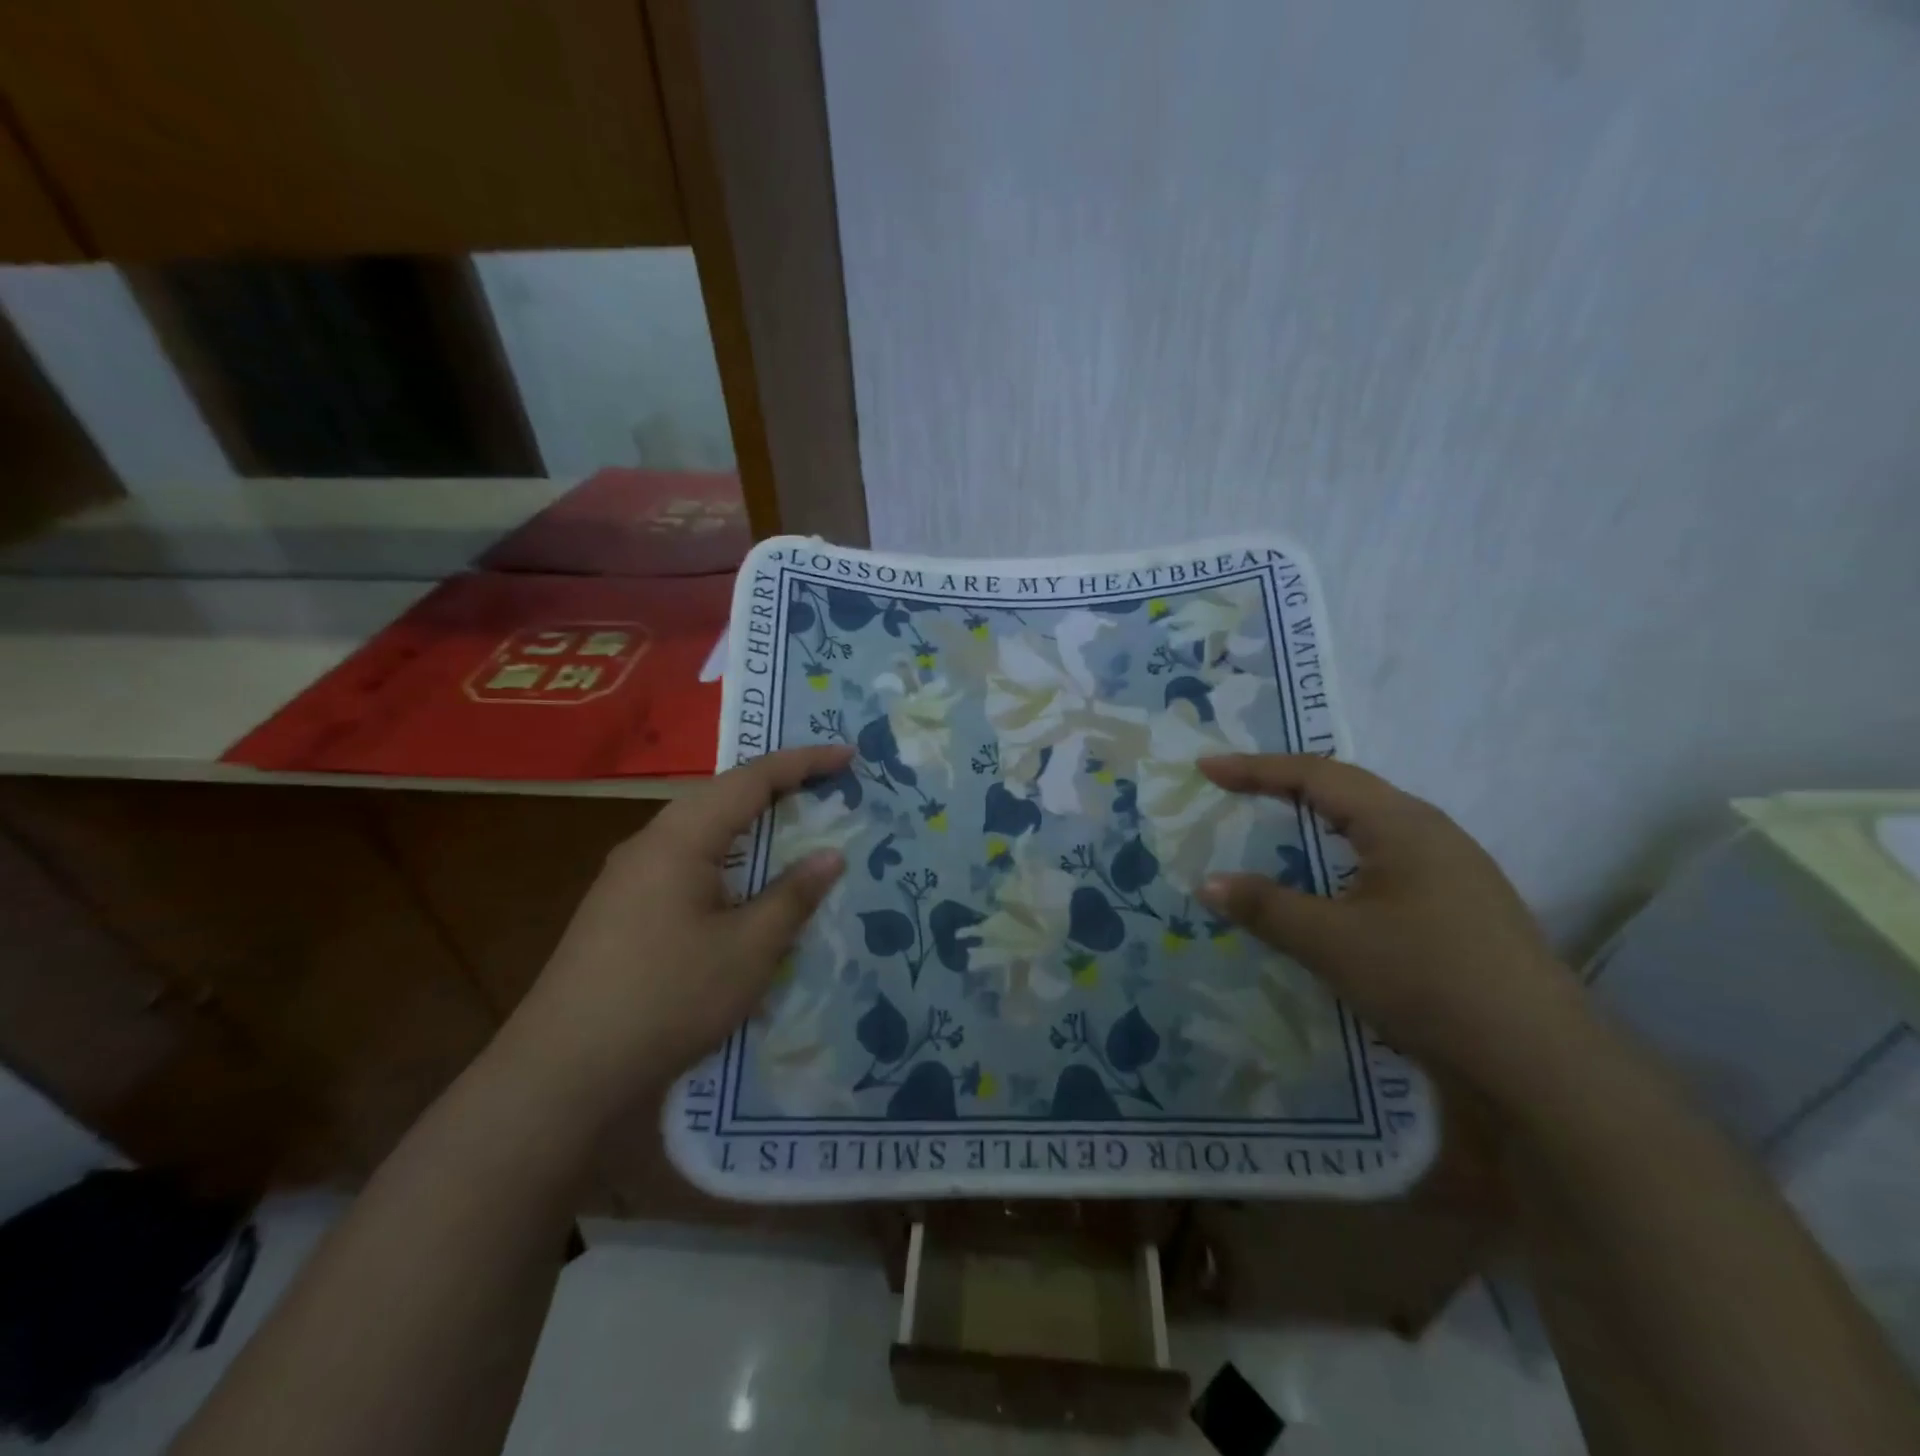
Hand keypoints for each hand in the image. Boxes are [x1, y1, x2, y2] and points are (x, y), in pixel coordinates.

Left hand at [499, 745, 852, 1123]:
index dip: (804, 762)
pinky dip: (728, 856)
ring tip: (794, 826)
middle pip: (722, 795)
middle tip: (827, 786)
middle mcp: (650, 843)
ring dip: (750, 822)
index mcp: (680, 838)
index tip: (847, 754)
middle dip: (777, 785)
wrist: (562, 1073)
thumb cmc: (667, 999)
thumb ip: (792, 896)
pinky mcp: (622, 908)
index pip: (751, 779)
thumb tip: (830, 855)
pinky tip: (743, 884)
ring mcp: (628, 877)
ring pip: (701, 829)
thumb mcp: (748, 950)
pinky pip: (686, 860)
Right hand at [1194, 753, 1589, 1097]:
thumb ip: (1266, 907)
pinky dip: (1342, 855)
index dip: (1256, 769)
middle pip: (1346, 791)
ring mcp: (1454, 869)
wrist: (1540, 1060)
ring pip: (1370, 825)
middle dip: (1286, 785)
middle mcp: (1431, 832)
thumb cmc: (1427, 980)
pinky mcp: (1461, 905)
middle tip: (1236, 790)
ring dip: (1317, 820)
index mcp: (1401, 823)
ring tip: (1276, 825)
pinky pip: (1386, 858)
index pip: (1316, 775)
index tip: (1207, 769)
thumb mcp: (1331, 942)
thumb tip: (1208, 884)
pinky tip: (1332, 884)